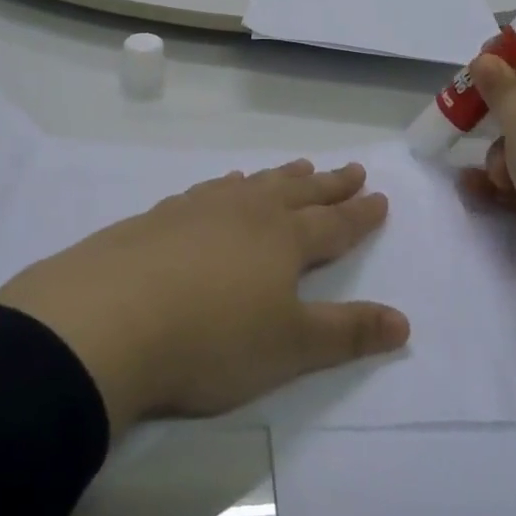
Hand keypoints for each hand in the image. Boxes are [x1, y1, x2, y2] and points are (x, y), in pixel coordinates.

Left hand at [0, 161, 409, 435]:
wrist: (111, 317)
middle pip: (297, 192)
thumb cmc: (212, 339)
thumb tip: (404, 321)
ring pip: (254, 185)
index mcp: (284, 240)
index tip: (378, 196)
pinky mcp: (161, 216)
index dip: (359, 213)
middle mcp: (247, 212)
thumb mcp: (289, 348)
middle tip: (350, 168)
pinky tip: (225, 186)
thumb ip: (347, 333)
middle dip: (328, 184)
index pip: (333, 224)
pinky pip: (210, 190)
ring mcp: (201, 208)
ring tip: (298, 167)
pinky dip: (230, 185)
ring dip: (281, 177)